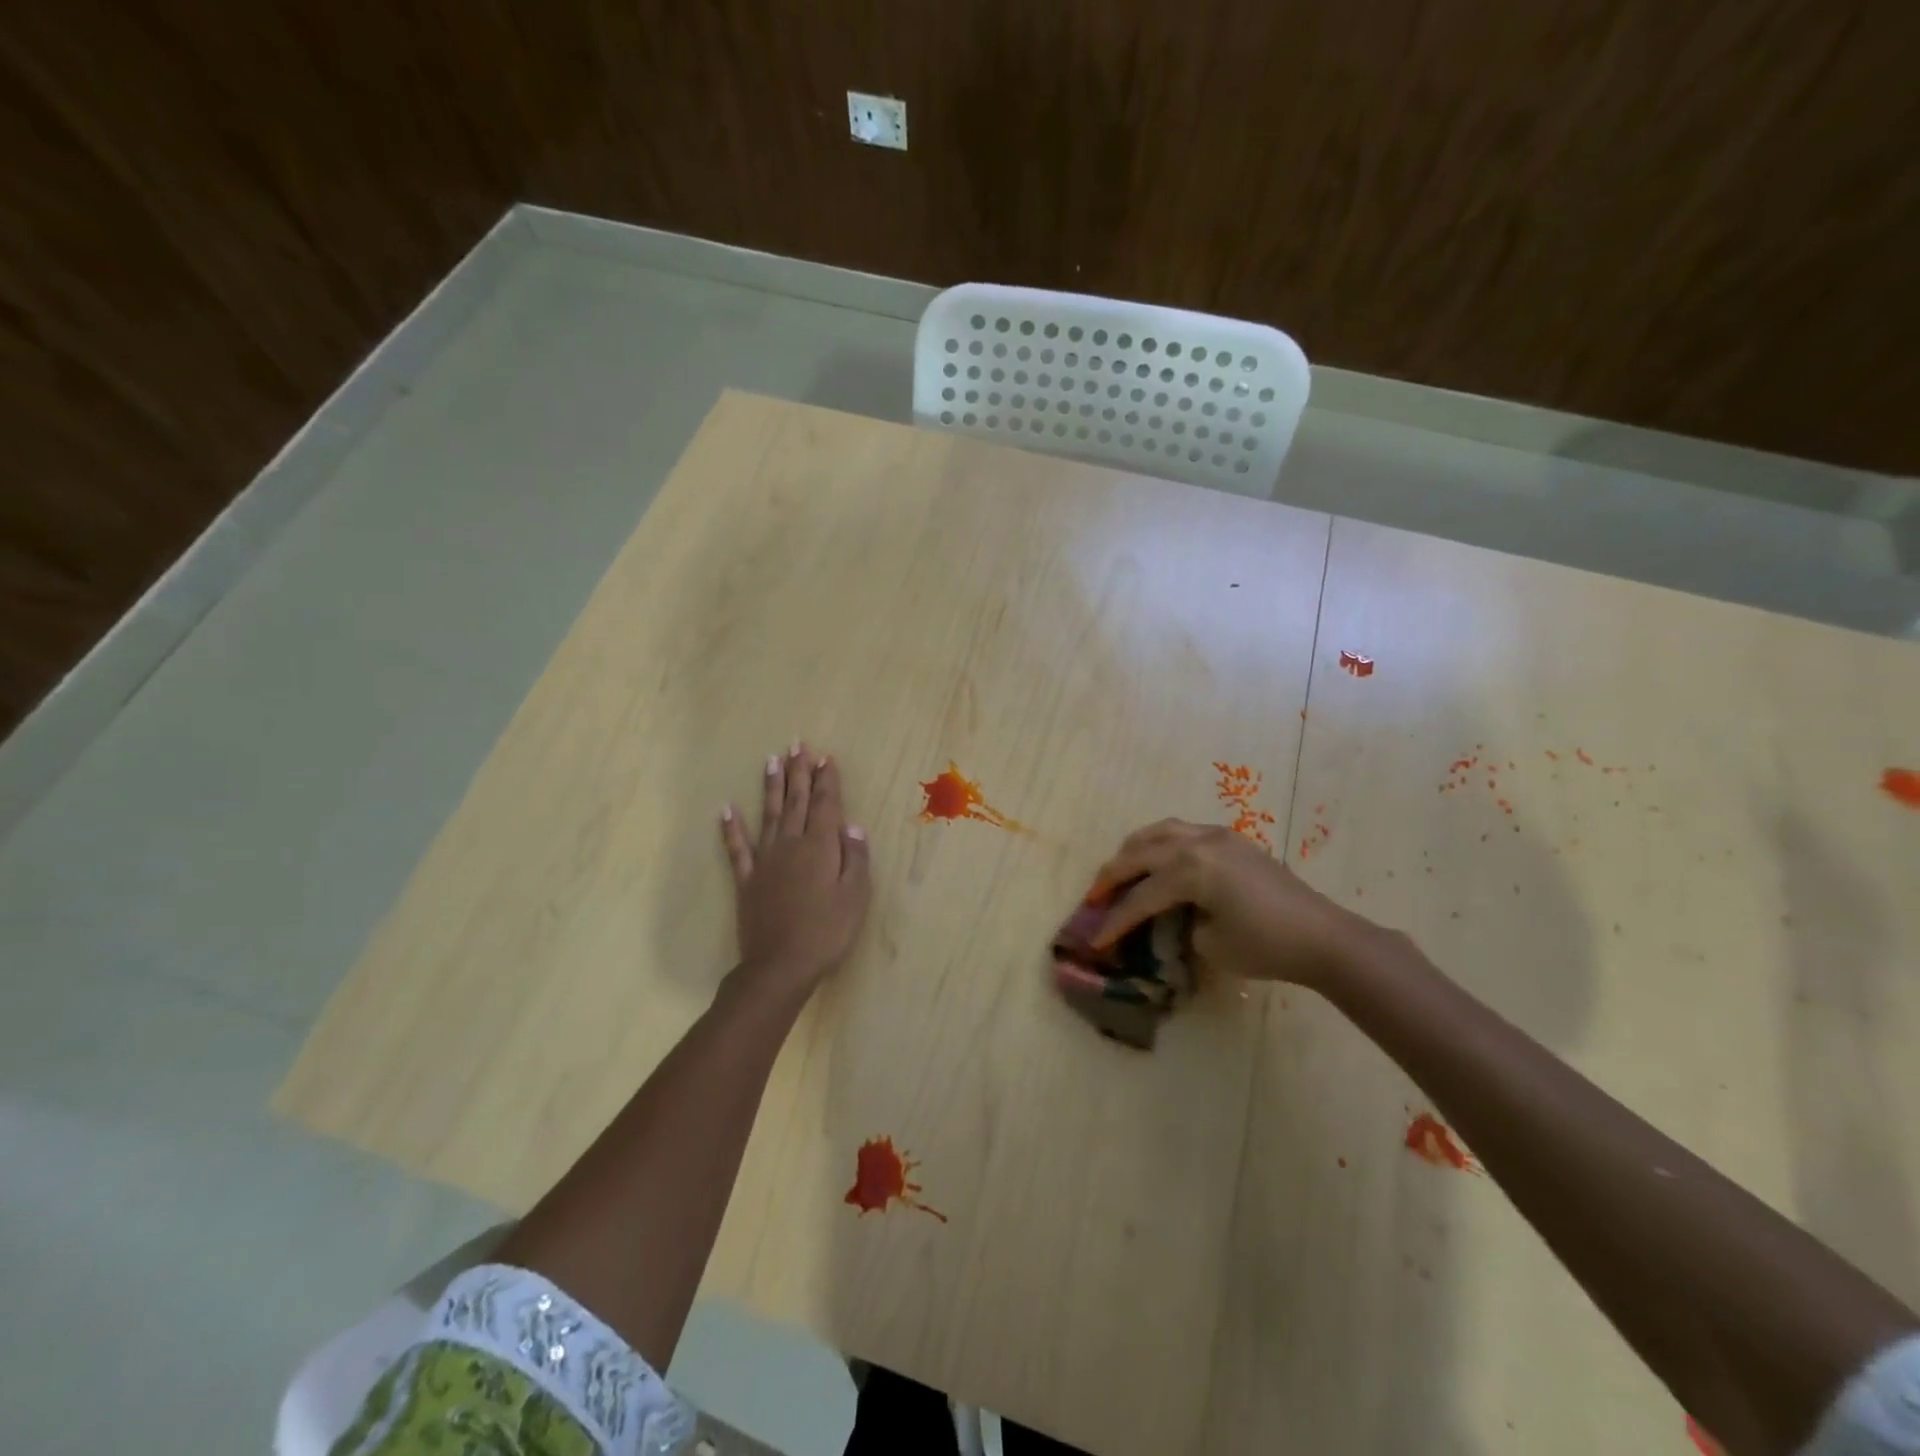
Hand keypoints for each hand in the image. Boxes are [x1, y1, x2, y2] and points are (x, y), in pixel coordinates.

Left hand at [721, 744, 871, 994]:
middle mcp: (791, 845)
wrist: (780, 966)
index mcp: (820, 847)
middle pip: (797, 801)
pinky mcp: (747, 879)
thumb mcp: (855, 896)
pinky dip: (731, 828)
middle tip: (798, 744)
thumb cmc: (827, 932)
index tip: (825, 757)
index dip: (826, 780)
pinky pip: (737, 848)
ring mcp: (765, 860)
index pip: (826, 805)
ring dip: (772, 787)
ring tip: (772, 760)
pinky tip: (726, 809)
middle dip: (799, 772)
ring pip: (770, 815)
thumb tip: (852, 826)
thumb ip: (855, 858)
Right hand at [1089, 819, 1376, 988]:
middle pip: (1141, 853)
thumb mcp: (1210, 944)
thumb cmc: (1267, 946)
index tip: (1095, 938)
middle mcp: (1198, 842)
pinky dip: (1161, 843)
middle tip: (1095, 897)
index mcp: (1191, 869)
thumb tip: (1169, 918)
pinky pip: (1183, 832)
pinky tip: (1158, 861)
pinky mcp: (1233, 840)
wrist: (1324, 937)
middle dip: (1113, 875)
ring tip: (1120, 870)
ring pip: (1160, 831)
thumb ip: (1178, 925)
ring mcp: (1217, 836)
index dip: (1115, 919)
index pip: (1141, 895)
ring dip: (1134, 850)